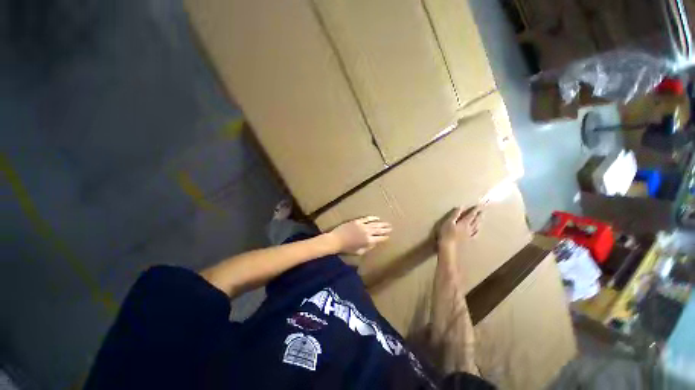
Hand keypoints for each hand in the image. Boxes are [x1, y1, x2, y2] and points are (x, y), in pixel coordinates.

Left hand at [327, 216, 391, 254]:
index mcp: (368, 241)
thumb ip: (367, 248)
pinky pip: (367, 218)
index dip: (384, 237)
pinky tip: (377, 217)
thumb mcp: (358, 252)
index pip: (379, 239)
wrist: (336, 240)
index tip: (388, 236)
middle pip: (379, 230)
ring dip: (382, 224)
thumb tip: (374, 244)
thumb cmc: (346, 248)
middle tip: (391, 228)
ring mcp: (363, 226)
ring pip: (375, 224)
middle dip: (385, 229)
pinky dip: (373, 218)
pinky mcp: (357, 221)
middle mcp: (367, 233)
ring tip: (387, 223)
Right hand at [437, 206, 482, 250]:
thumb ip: (455, 214)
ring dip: (479, 222)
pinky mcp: (468, 239)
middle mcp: (469, 228)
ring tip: (482, 218)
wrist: (448, 245)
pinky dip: (477, 231)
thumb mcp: (449, 221)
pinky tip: (478, 230)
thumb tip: (461, 207)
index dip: (475, 210)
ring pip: (476, 227)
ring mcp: (469, 234)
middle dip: (479, 215)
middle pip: (476, 220)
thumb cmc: (446, 232)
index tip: (479, 205)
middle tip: (483, 211)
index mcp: (464, 222)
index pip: (471, 215)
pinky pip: (475, 234)